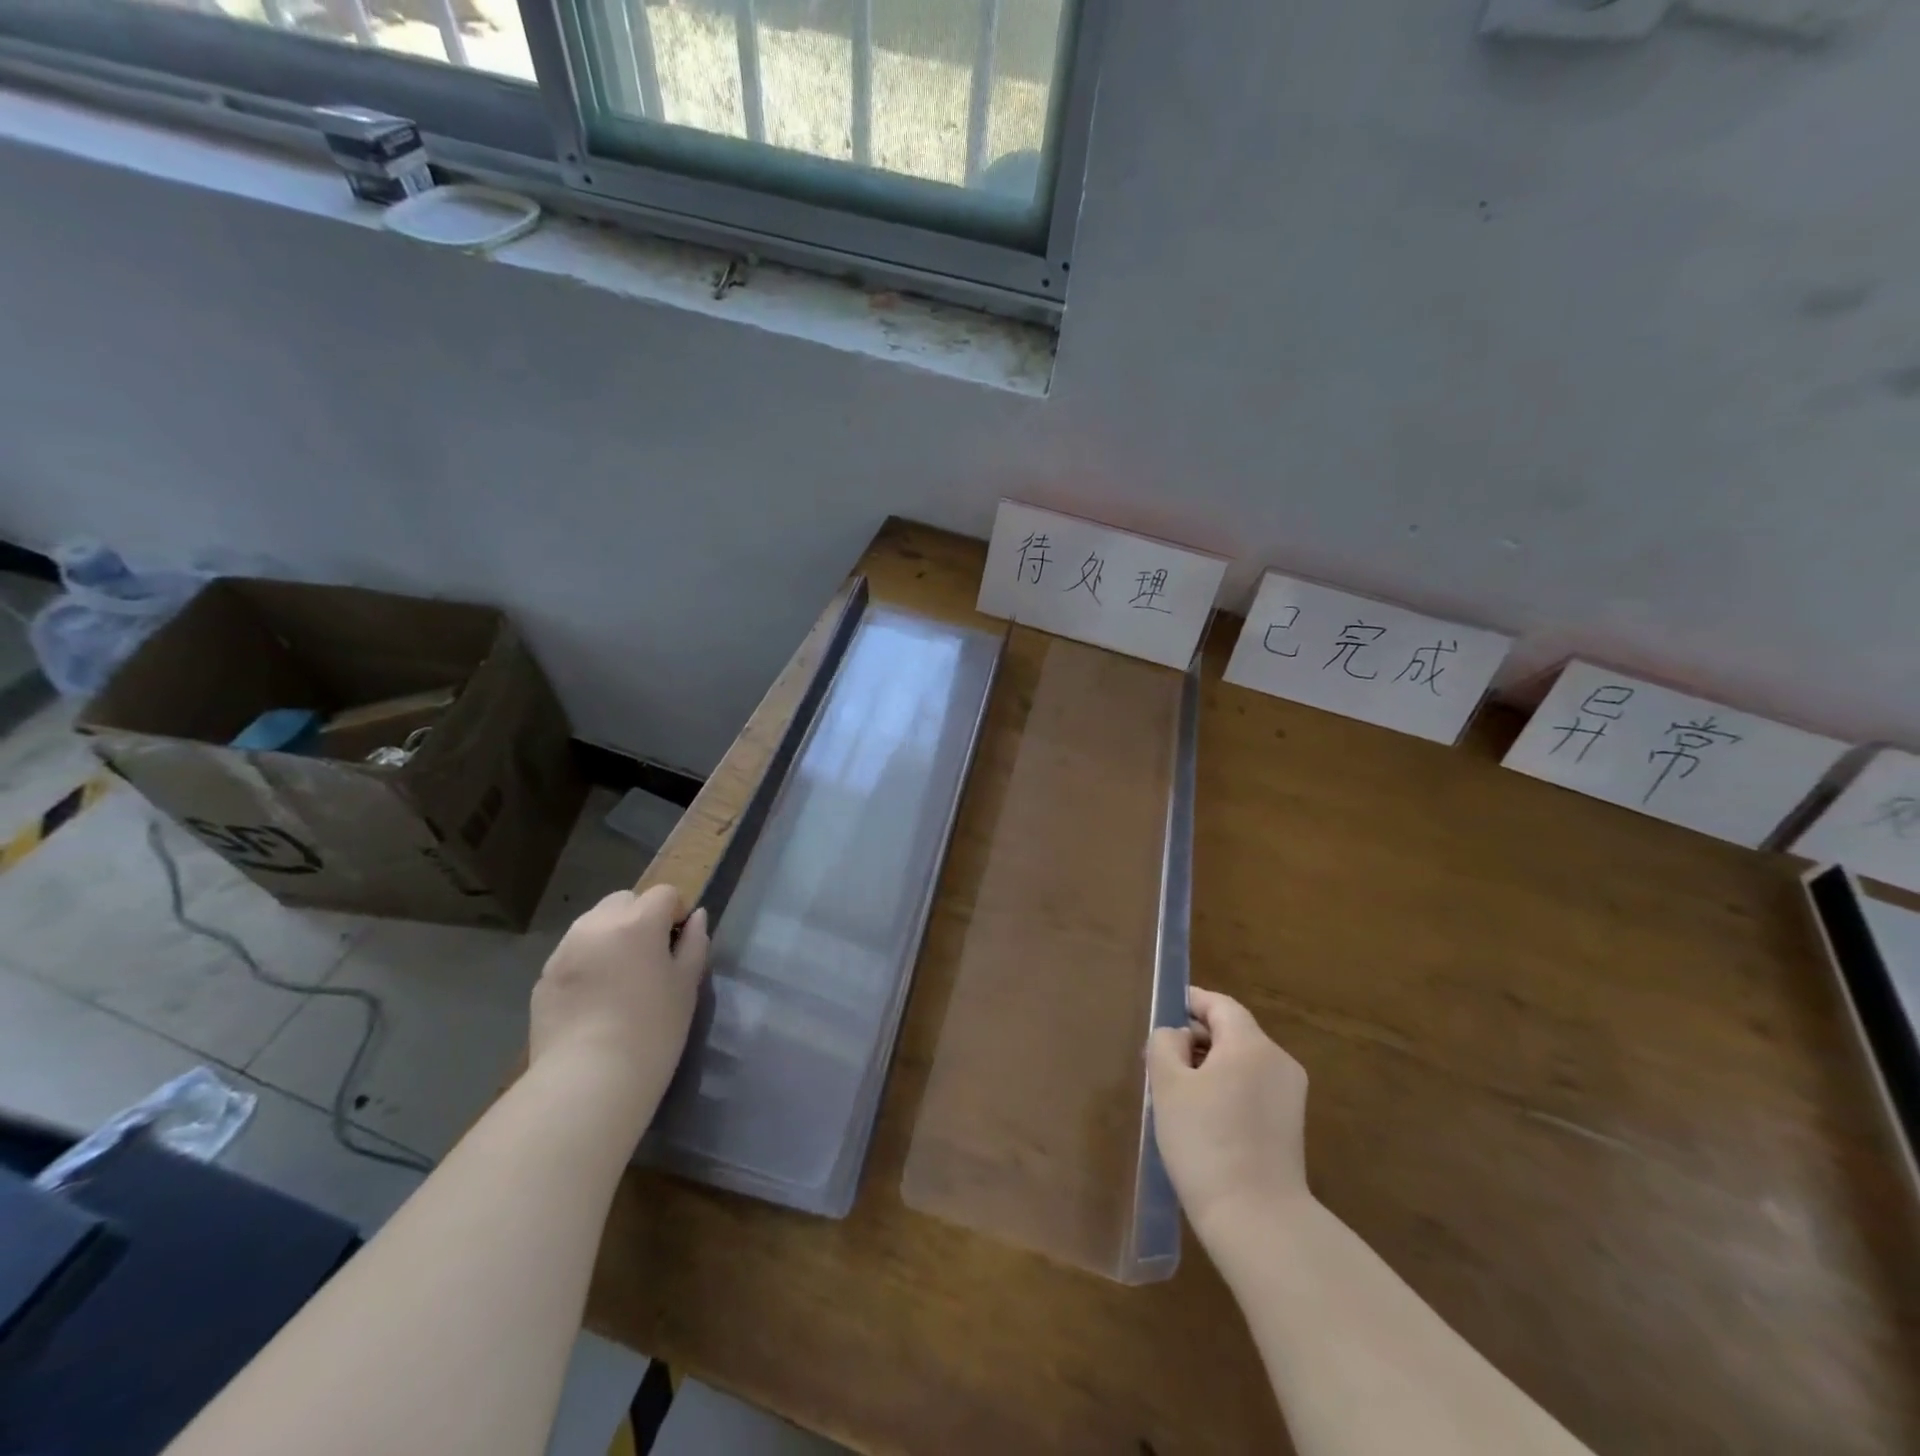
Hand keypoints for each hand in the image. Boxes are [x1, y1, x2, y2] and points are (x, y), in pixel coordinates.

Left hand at [529, 886, 709, 1123]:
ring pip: (594, 924)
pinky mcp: (544, 977)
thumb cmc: (652, 1030)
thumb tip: (697, 917)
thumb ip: (694, 943)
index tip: (679, 944)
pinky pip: (573, 953)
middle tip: (650, 957)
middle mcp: (597, 925)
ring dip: (611, 936)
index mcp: (637, 922)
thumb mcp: (686, 985)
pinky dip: (588, 961)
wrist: (588, 1080)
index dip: (677, 913)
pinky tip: (596, 999)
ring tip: (620, 977)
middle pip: (624, 900)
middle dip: (640, 917)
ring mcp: (565, 950)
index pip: (664, 894)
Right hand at [1147, 987, 1309, 1239]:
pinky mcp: (1289, 1126)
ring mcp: (1289, 1096)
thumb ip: (1165, 1044)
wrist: (1257, 1221)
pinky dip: (1226, 1088)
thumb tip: (1176, 1035)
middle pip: (1233, 1032)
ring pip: (1242, 1062)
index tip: (1164, 1008)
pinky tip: (1202, 1117)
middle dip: (1195, 1038)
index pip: (1220, 1005)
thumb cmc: (1205, 1142)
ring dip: (1209, 1065)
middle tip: (1159, 1058)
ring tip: (1175, 1090)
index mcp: (1252, 1044)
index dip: (1191, 1001)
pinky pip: (1252, 1088)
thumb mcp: (1168, 1085)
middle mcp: (1278, 1061)